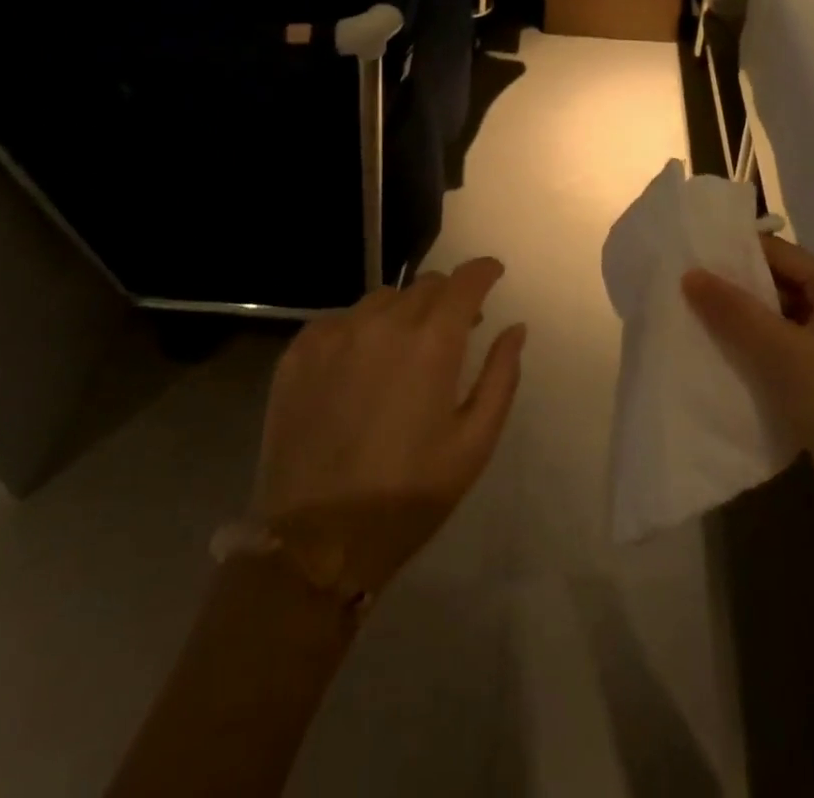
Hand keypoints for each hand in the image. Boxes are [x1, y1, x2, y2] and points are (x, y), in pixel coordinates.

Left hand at [252, 258, 525, 595]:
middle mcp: (383, 322)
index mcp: (432, 342)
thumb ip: (501, 375)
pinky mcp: (299, 350)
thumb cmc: (406, 497)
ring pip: (383, 299)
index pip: (465, 281)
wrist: (313, 543)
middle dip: (447, 297)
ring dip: (404, 312)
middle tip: (454, 329)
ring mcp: (335, 333)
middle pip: (425, 285)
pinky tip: (361, 365)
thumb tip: (515, 328)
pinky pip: (342, 319)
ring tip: (404, 349)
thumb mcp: (474, 444)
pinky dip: (361, 329)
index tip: (493, 274)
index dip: (484, 271)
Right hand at [681, 237, 813, 533]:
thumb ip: (735, 311)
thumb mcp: (783, 352)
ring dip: (735, 324)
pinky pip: (774, 360)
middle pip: (775, 287)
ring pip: (772, 326)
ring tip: (684, 317)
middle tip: (678, 284)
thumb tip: (689, 273)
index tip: (689, 250)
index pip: (780, 253)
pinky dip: (746, 356)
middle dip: (731, 287)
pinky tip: (711, 360)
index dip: (737, 249)